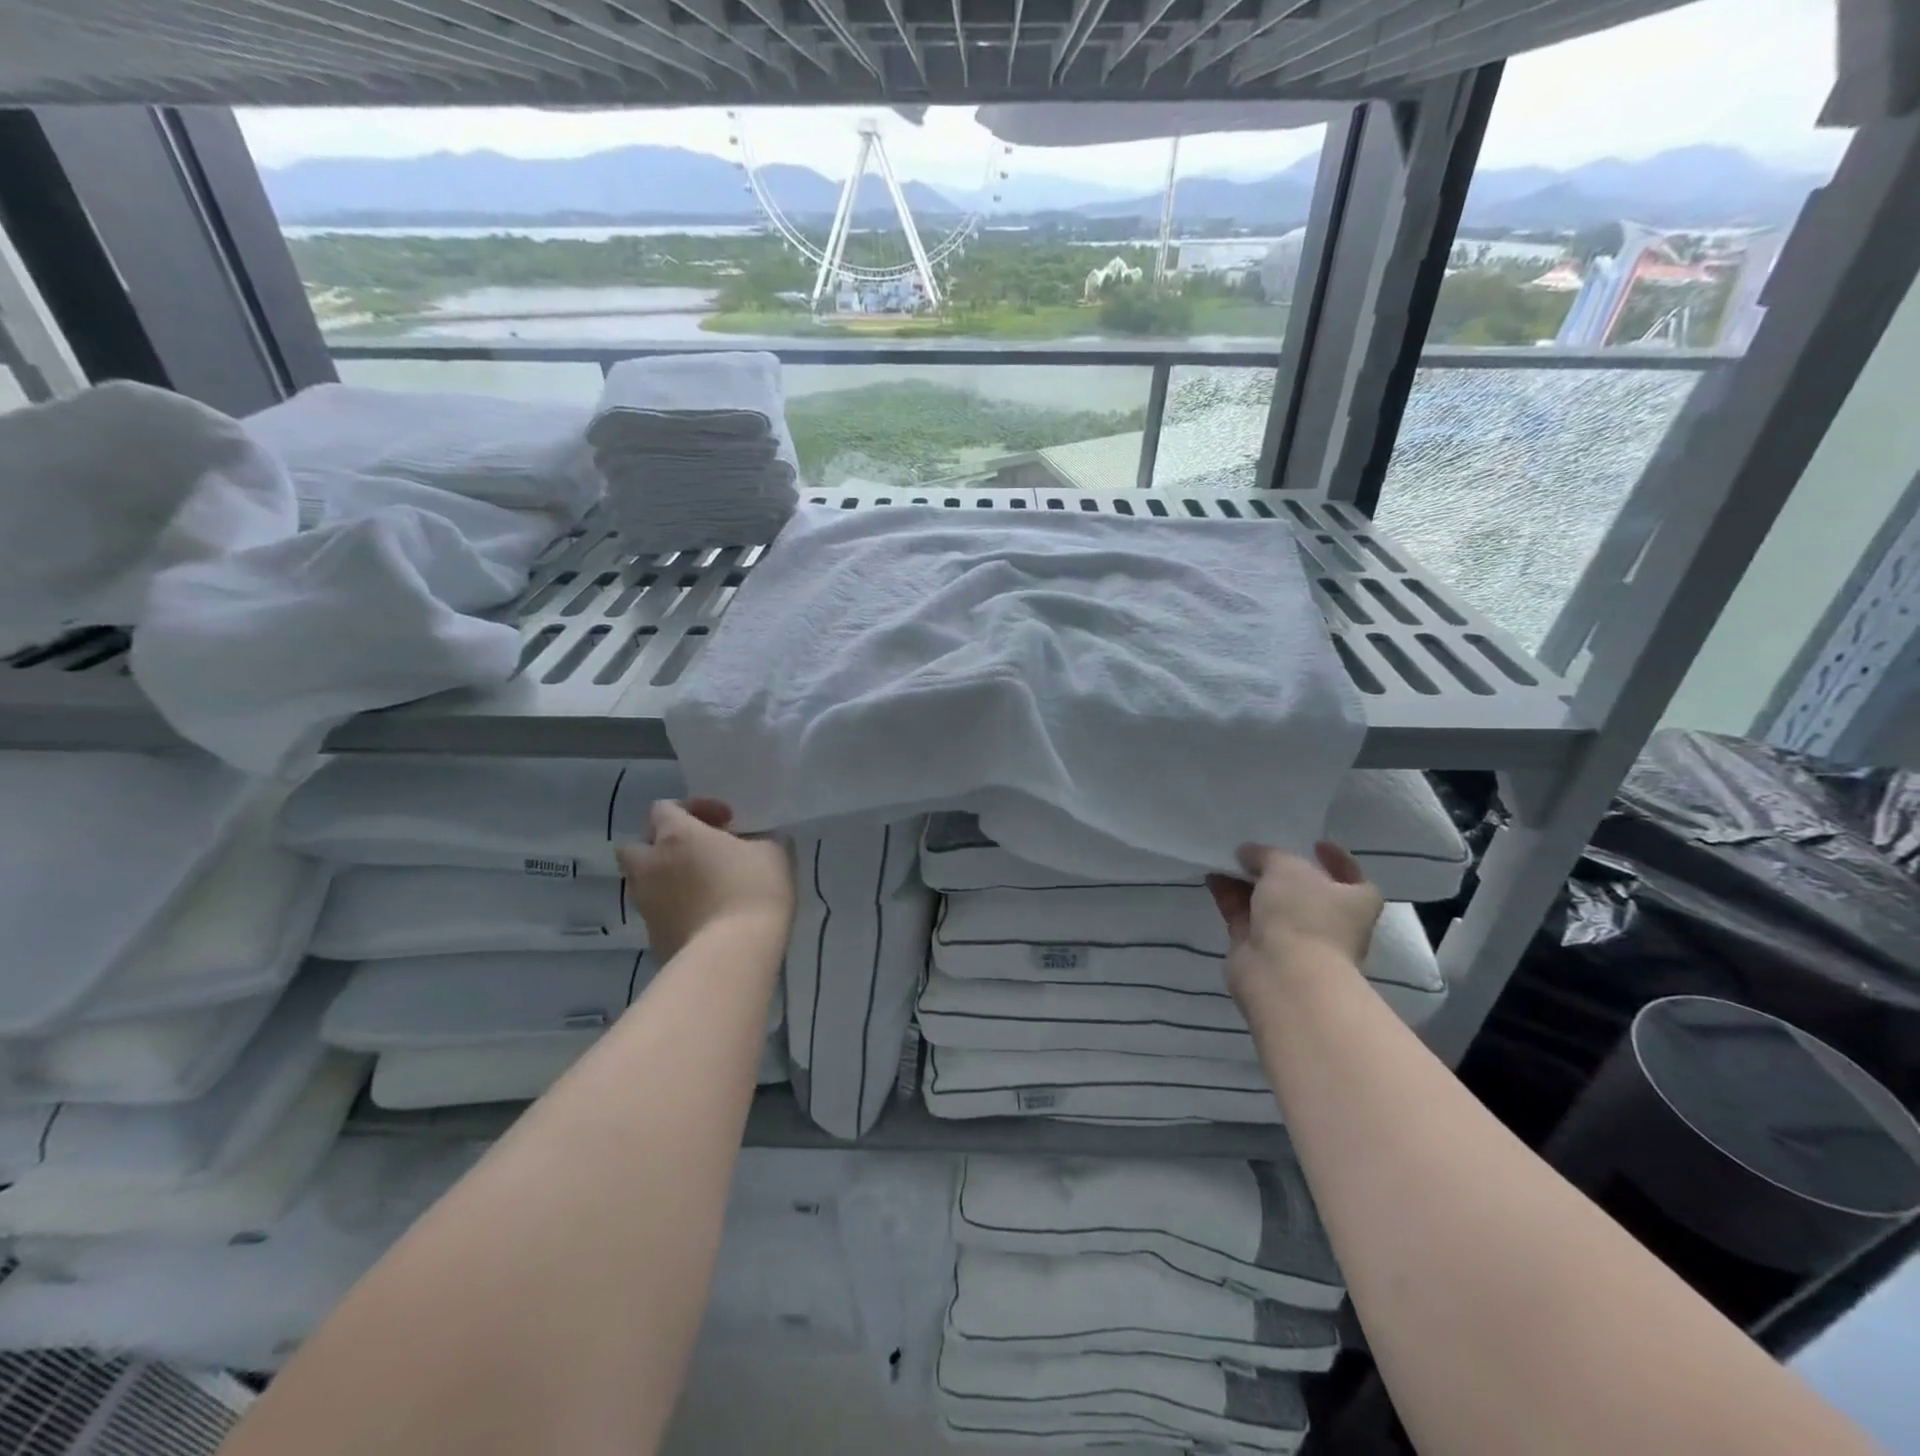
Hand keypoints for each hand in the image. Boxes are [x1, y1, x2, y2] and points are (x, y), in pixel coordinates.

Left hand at [616, 799, 793, 962]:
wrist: (732, 954)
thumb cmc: (753, 890)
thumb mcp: (772, 853)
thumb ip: (758, 840)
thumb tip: (754, 843)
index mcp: (676, 835)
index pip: (663, 808)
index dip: (692, 809)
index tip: (725, 822)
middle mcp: (650, 865)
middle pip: (636, 846)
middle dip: (661, 846)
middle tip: (696, 854)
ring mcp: (646, 903)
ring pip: (641, 882)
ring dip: (663, 878)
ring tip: (699, 887)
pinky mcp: (651, 937)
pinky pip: (656, 913)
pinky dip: (672, 909)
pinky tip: (703, 917)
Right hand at [1207, 842, 1383, 1004]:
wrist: (1283, 973)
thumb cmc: (1303, 914)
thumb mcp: (1287, 867)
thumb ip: (1266, 854)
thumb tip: (1248, 854)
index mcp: (1353, 902)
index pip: (1351, 876)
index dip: (1336, 860)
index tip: (1314, 844)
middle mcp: (1327, 920)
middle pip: (1302, 889)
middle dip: (1278, 869)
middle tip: (1256, 848)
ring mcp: (1292, 936)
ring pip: (1268, 902)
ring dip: (1247, 881)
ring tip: (1225, 856)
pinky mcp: (1259, 948)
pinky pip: (1243, 915)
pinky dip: (1229, 896)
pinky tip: (1213, 876)